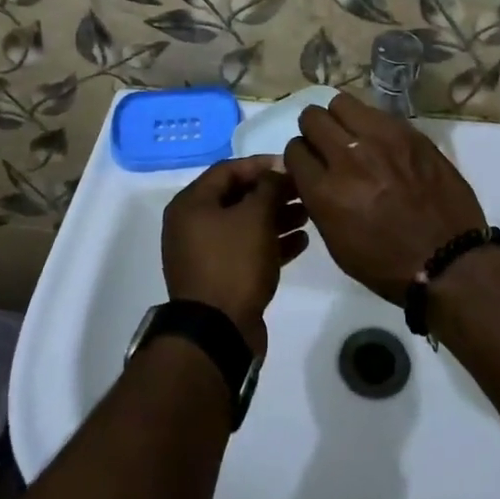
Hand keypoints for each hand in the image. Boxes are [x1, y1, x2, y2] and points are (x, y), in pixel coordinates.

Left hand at [161, 156, 309, 355]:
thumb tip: (278, 171)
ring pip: (245, 225)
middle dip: (273, 193)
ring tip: (307, 215)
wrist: (218, 333)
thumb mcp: (255, 216)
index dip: (261, 164)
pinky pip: (247, 251)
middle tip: (303, 192)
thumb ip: (269, 187)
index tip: (291, 166)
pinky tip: (301, 242)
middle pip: (238, 197)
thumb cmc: (233, 263)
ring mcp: (205, 254)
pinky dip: (271, 244)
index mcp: (191, 204)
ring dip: (276, 218)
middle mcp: (193, 225)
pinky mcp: (220, 278)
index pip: (228, 169)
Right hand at [281, 93, 486, 304]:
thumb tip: (311, 173)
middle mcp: (348, 157)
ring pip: (342, 103)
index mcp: (326, 191)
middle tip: (327, 145)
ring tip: (353, 136)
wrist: (448, 261)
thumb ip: (317, 199)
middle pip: (312, 118)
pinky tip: (382, 143)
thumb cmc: (387, 264)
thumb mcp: (336, 242)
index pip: (294, 151)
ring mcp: (381, 140)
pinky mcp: (409, 133)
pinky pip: (376, 112)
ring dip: (341, 119)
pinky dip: (371, 124)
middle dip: (314, 131)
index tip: (310, 165)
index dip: (300, 158)